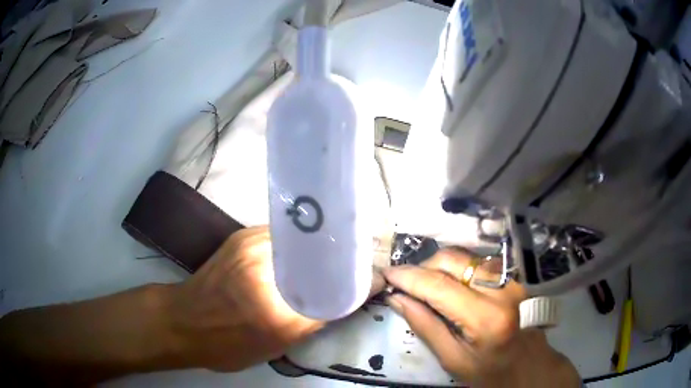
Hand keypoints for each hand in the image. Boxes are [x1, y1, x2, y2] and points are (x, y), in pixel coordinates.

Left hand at [166, 226, 383, 371]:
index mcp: (277, 311)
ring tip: (335, 256)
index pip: (333, 290)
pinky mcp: (242, 236)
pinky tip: (305, 253)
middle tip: (358, 265)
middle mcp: (267, 270)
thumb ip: (309, 323)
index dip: (358, 282)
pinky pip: (284, 235)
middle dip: (344, 258)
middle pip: (322, 255)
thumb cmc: (225, 344)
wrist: (182, 320)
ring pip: (303, 240)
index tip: (375, 278)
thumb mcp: (273, 347)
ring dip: (323, 247)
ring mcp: (252, 245)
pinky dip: (300, 243)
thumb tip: (339, 301)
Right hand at [382, 249, 579, 387]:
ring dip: (439, 266)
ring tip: (426, 285)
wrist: (530, 365)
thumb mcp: (453, 360)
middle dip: (423, 267)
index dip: (408, 277)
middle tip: (405, 283)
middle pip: (453, 260)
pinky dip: (458, 268)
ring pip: (465, 256)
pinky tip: (450, 284)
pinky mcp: (515, 275)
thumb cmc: (491, 373)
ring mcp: (513, 278)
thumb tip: (397, 298)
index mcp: (486, 319)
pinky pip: (478, 261)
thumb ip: (425, 327)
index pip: (439, 286)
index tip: (386, 274)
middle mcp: (503, 289)